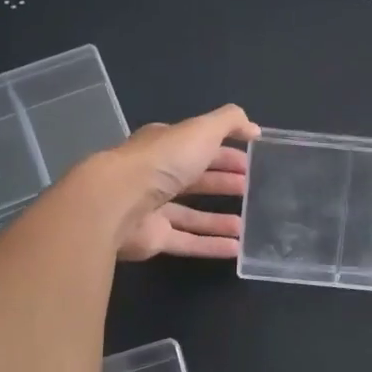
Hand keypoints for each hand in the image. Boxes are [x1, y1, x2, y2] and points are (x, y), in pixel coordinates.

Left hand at [109, 105, 261, 260]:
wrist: (117, 201)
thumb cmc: (162, 161)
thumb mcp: (201, 130)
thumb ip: (229, 123)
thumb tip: (254, 129)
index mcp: (165, 145)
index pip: (198, 146)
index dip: (224, 152)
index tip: (250, 161)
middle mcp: (156, 175)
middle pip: (194, 179)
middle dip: (221, 181)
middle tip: (250, 188)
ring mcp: (152, 209)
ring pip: (191, 214)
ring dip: (218, 218)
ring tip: (246, 224)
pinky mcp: (152, 238)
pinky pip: (186, 242)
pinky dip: (210, 245)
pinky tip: (235, 249)